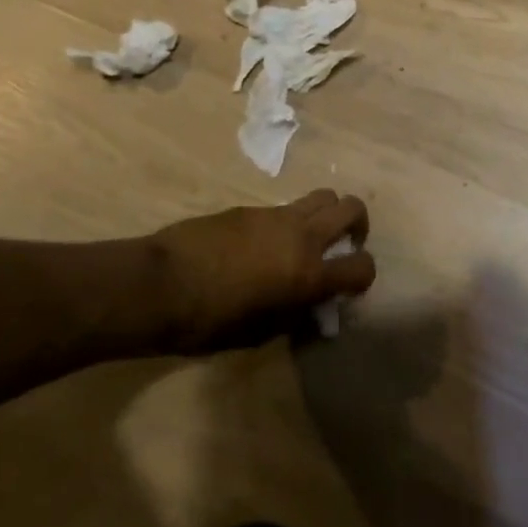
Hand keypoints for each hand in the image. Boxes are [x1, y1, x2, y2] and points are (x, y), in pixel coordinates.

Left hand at [150, 189, 374, 351]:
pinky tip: (268, 242)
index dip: (364, 276)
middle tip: (344, 244)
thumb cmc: (211, 320)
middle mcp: (302, 236)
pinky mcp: (251, 207)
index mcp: (308, 273)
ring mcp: (276, 215)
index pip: (362, 266)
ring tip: (310, 237)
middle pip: (351, 207)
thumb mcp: (262, 331)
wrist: (163, 282)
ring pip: (323, 195)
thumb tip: (312, 304)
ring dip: (327, 213)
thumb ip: (296, 313)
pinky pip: (286, 206)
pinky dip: (291, 219)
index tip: (351, 286)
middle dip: (358, 224)